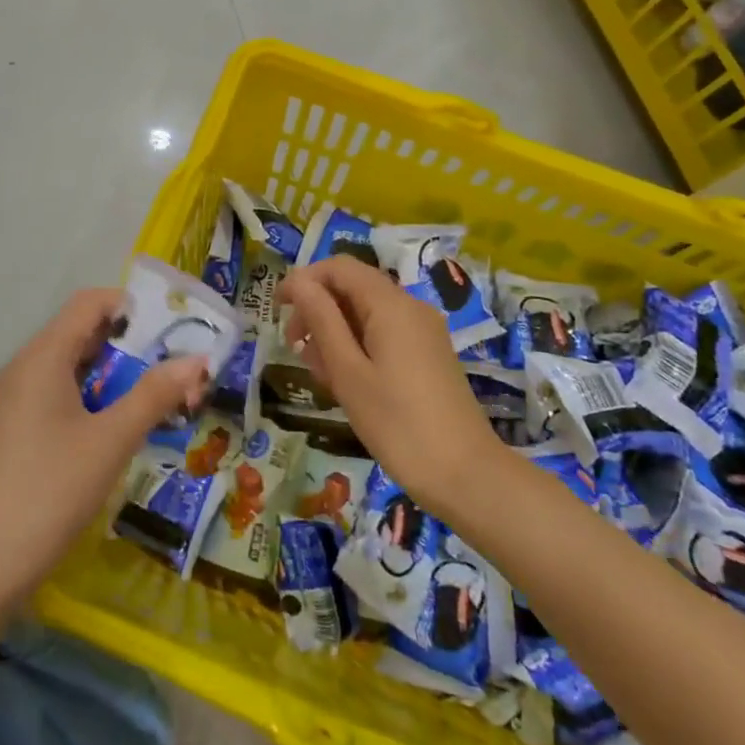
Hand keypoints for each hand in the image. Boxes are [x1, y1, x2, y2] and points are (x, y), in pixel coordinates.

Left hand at [0, 289, 209, 621]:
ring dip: (117, 376)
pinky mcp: (15, 430)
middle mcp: (26, 368)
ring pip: (74, 368)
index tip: (175, 330)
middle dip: (133, 346)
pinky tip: (121, 429)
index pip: (90, 303)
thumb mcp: (110, 442)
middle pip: (84, 333)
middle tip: (178, 370)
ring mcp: (16, 401)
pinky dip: (95, 399)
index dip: (133, 307)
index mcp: (43, 357)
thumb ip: (154, 395)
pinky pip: (61, 395)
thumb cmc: (48, 493)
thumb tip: (197, 358)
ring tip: (160, 400)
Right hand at [278, 256, 504, 518]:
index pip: (339, 267)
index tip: (277, 310)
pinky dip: (357, 346)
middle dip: (317, 309)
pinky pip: (384, 333)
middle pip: (353, 287)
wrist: (467, 477)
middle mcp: (410, 307)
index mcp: (390, 304)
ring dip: (335, 332)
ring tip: (320, 373)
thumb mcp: (348, 371)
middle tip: (295, 348)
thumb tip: (298, 282)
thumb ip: (322, 320)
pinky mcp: (428, 355)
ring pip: (366, 313)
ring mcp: (423, 331)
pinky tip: (346, 382)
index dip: (304, 279)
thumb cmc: (398, 424)